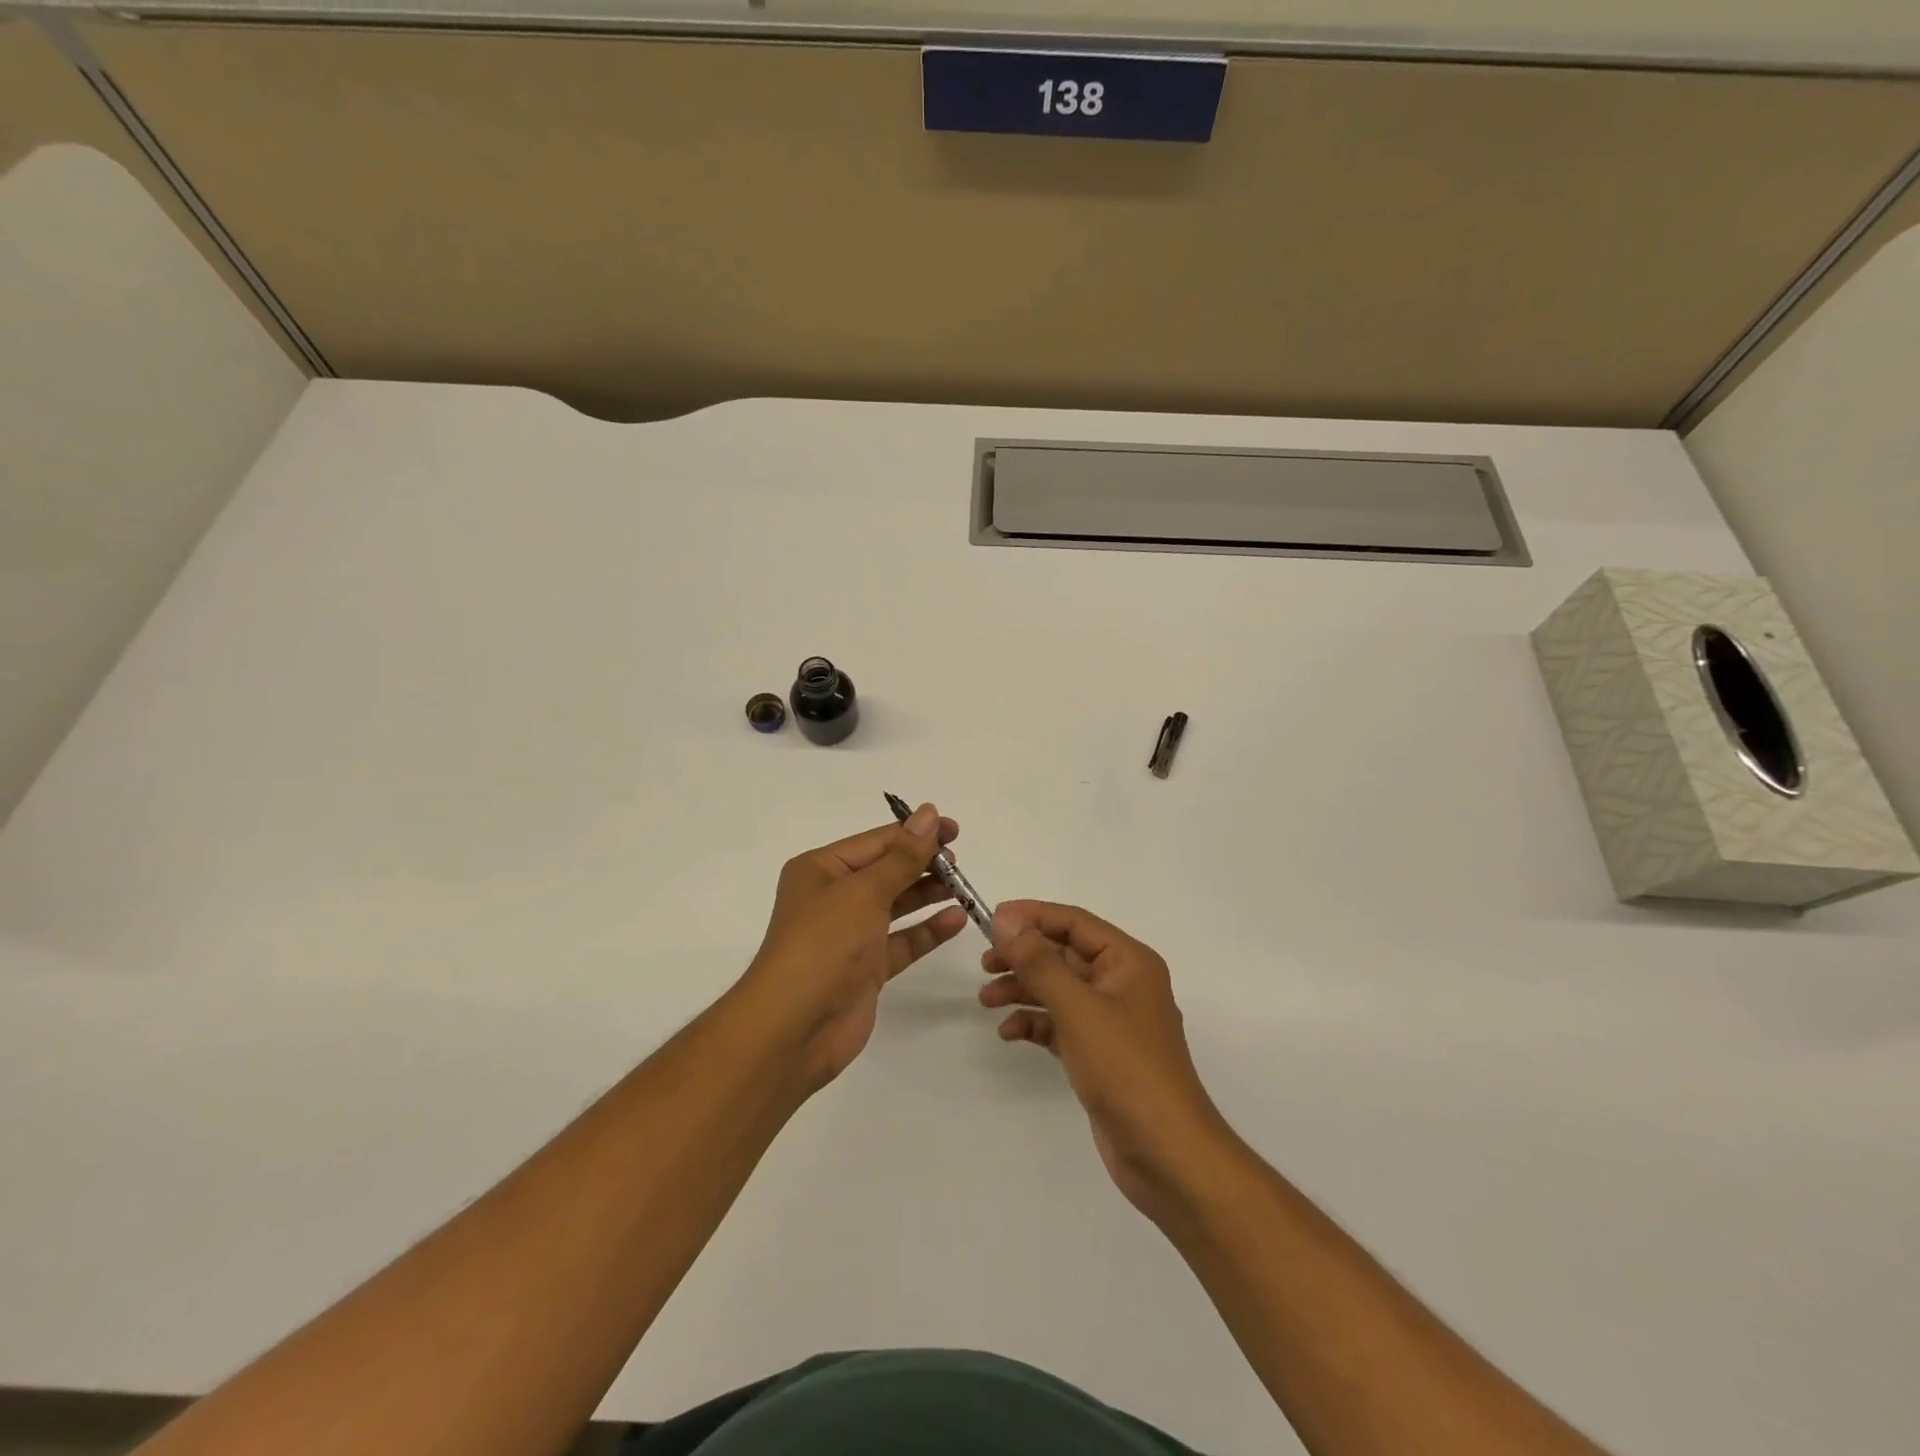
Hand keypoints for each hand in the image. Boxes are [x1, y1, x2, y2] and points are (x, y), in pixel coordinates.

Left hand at [738, 804, 968, 1088]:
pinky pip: (902, 941)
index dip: (916, 833)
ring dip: (928, 894)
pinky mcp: (866, 968)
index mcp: (821, 869)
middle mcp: (834, 898)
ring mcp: (850, 935)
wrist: (794, 1028)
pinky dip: (927, 930)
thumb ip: (903, 856)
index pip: (876, 842)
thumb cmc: (823, 944)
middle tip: (959, 863)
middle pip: (887, 871)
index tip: (955, 830)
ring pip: (896, 905)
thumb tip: (929, 813)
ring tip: (963, 887)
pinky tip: (956, 919)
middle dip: (923, 864)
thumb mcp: (864, 891)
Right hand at [980, 900, 1235, 1220]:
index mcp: (1128, 962)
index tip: (992, 919)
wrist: (1166, 1154)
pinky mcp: (1101, 1054)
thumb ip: (1040, 962)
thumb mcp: (1078, 1008)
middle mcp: (1122, 984)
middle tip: (985, 963)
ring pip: (1060, 990)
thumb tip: (1007, 919)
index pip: (1075, 922)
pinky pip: (1061, 1024)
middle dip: (1024, 957)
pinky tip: (1009, 1033)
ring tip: (986, 999)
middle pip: (1065, 955)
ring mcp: (1112, 1021)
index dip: (1033, 916)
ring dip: (1023, 990)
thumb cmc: (1126, 1069)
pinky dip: (1035, 1024)